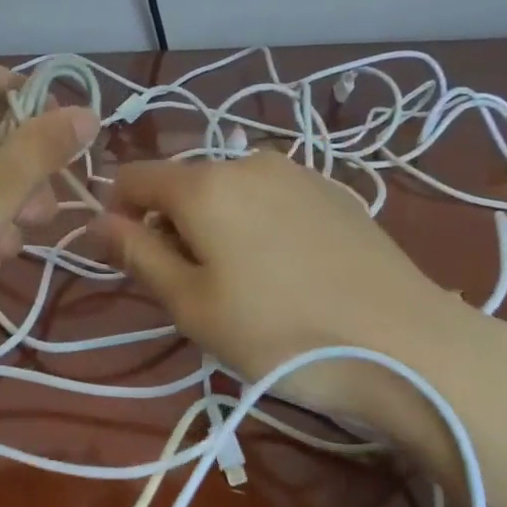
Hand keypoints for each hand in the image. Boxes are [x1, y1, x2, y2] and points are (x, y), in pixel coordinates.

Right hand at [92, 153, 506, 454]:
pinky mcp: (336, 193)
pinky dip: (256, 223)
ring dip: (215, 223)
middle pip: (184, 182)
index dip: (118, 212)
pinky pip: (272, 197)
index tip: (130, 259)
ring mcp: (299, 173)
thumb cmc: (279, 333)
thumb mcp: (192, 304)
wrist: (408, 345)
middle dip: (170, 222)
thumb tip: (98, 221)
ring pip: (229, 189)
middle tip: (190, 285)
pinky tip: (286, 271)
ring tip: (242, 281)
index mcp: (205, 184)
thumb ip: (138, 255)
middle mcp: (248, 161)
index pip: (135, 177)